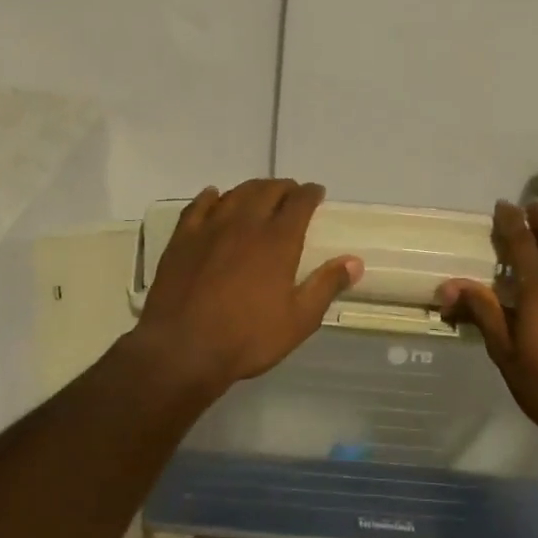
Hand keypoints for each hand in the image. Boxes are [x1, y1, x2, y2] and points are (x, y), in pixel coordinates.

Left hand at [132, 179, 362, 400]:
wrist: (182, 349)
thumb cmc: (247, 338)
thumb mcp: (299, 320)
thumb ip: (326, 286)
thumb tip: (355, 261)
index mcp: (278, 241)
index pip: (299, 202)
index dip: (311, 194)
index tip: (317, 194)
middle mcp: (245, 224)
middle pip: (267, 191)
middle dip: (284, 188)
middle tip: (291, 194)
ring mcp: (210, 228)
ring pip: (235, 194)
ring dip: (252, 189)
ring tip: (260, 194)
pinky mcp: (182, 239)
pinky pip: (199, 206)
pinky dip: (212, 197)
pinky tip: (215, 197)